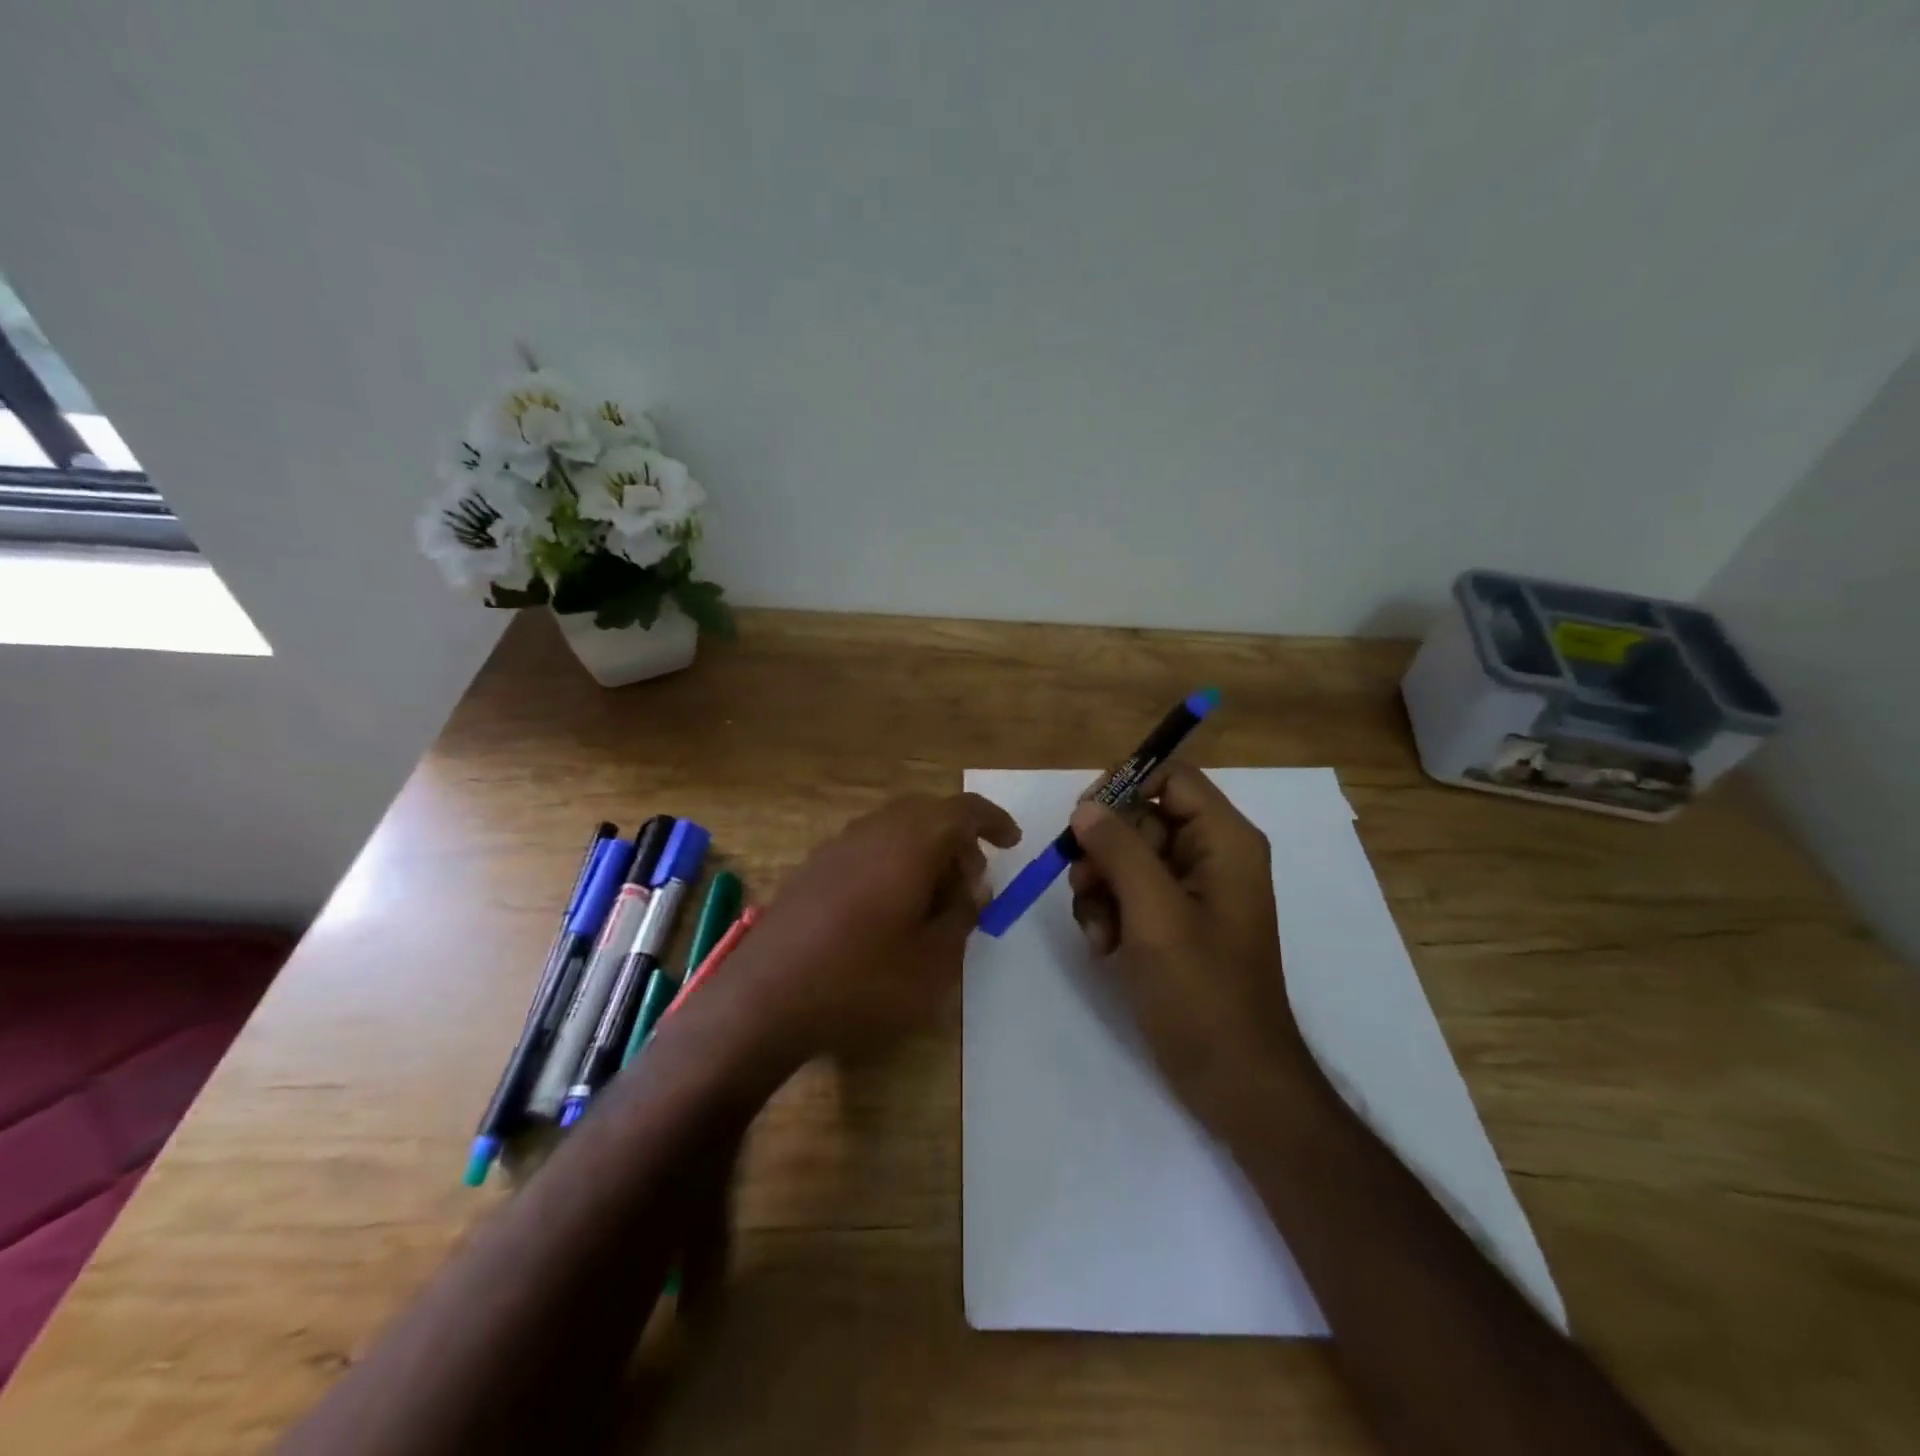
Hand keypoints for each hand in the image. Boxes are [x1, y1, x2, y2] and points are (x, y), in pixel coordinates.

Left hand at [720, 792, 1019, 1062]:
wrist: (763, 1000)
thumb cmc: (861, 981)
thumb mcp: (933, 961)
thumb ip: (961, 916)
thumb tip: (970, 887)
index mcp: (909, 843)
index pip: (962, 810)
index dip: (992, 821)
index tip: (1012, 843)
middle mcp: (872, 831)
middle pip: (927, 813)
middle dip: (957, 840)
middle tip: (972, 884)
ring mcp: (837, 847)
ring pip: (895, 829)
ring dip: (925, 851)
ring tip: (934, 901)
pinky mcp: (813, 869)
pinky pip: (868, 847)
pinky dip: (893, 862)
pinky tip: (891, 908)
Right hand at [1067, 763, 1310, 1123]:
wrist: (1232, 1078)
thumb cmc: (1202, 991)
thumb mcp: (1155, 913)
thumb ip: (1120, 850)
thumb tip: (1087, 806)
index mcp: (1224, 842)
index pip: (1172, 778)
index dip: (1125, 787)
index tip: (1083, 815)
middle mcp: (1209, 856)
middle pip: (1141, 818)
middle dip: (1104, 851)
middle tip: (1084, 882)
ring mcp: (1189, 892)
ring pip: (1125, 858)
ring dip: (1099, 888)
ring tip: (1099, 931)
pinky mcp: (1171, 923)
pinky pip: (1126, 894)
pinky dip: (1107, 913)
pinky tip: (1104, 948)